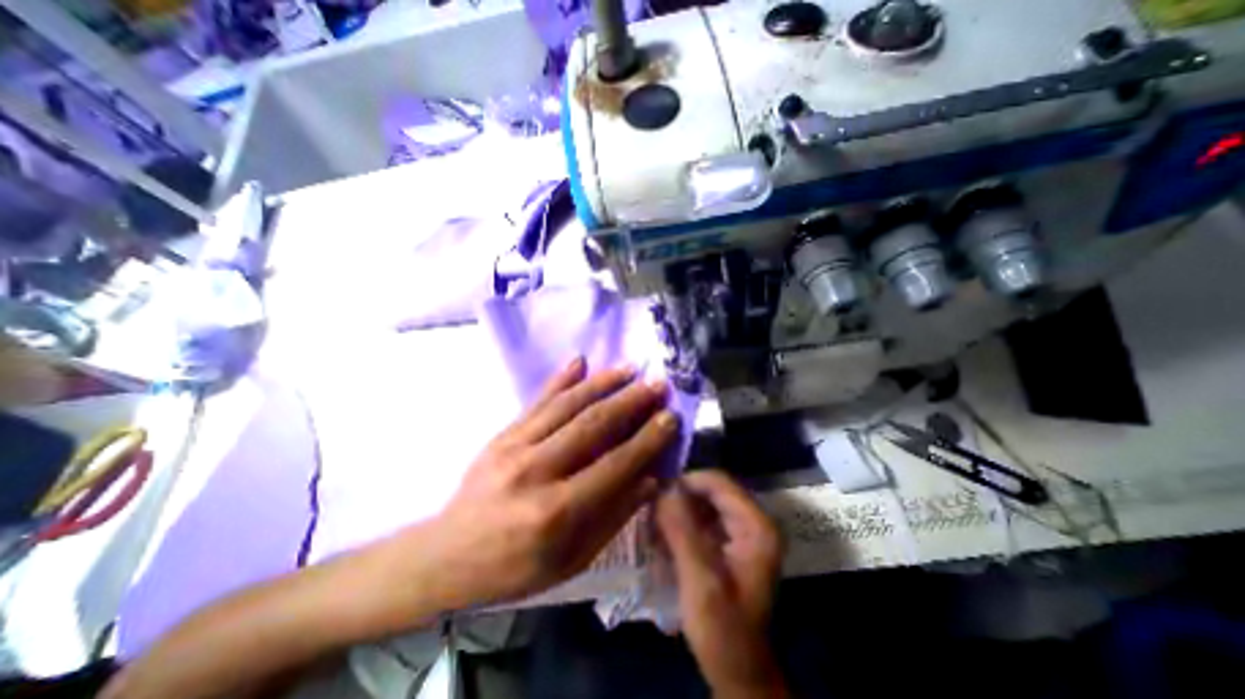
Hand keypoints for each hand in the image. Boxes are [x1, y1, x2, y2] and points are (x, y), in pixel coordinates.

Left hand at [419, 359, 677, 608]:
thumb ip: (614, 516)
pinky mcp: (502, 435)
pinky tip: (579, 360)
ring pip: (567, 405)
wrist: (447, 556)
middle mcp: (537, 471)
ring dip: (602, 383)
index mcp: (556, 512)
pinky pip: (537, 401)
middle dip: (631, 401)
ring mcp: (515, 447)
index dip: (647, 439)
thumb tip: (650, 479)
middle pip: (593, 426)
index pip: (615, 465)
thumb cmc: (516, 568)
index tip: (671, 416)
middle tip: (657, 384)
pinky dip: (560, 379)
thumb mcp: (572, 559)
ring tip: (629, 368)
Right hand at [651, 469, 784, 698]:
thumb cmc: (723, 631)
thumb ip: (682, 530)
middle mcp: (753, 521)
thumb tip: (664, 488)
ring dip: (679, 511)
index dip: (687, 482)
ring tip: (654, 526)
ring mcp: (742, 532)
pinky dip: (682, 524)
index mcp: (756, 526)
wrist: (737, 672)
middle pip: (711, 491)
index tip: (657, 494)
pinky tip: (664, 538)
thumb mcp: (700, 580)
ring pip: (704, 503)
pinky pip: (703, 518)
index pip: (719, 482)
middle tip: (652, 511)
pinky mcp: (730, 543)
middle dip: (680, 498)